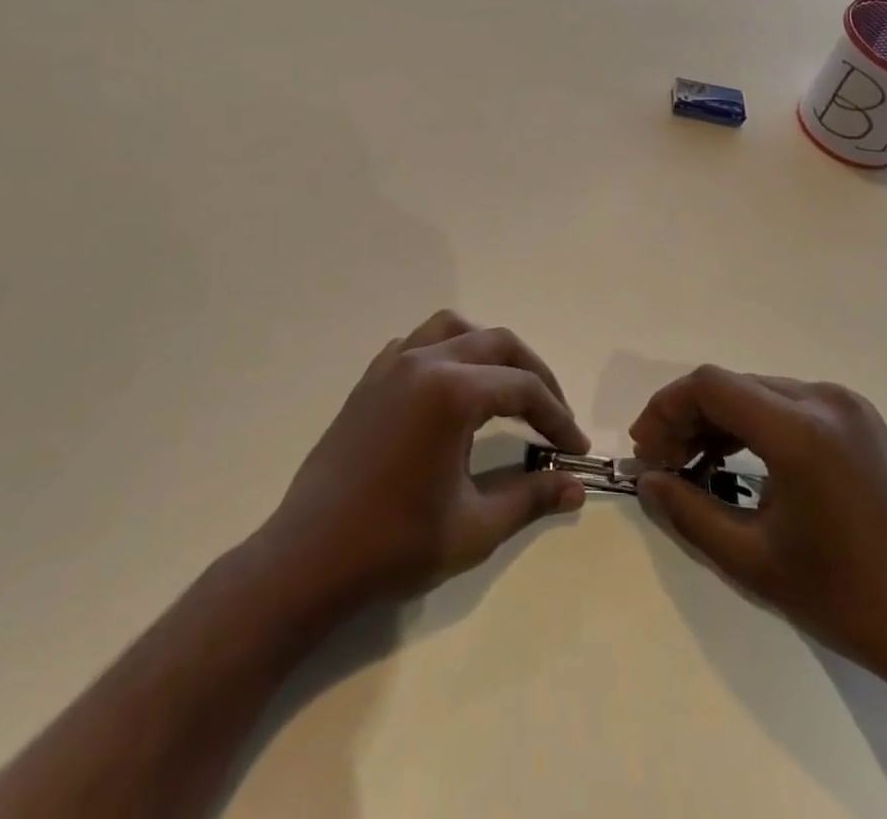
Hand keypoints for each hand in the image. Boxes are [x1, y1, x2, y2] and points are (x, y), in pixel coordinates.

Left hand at [255, 311, 590, 614]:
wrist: (309, 559)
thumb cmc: (395, 545)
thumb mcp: (475, 527)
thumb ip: (531, 497)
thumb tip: (577, 485)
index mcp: (452, 392)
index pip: (523, 389)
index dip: (557, 416)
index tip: (575, 448)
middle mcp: (424, 362)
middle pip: (497, 343)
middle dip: (534, 374)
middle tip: (553, 415)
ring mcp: (392, 365)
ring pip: (454, 328)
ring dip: (489, 350)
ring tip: (506, 388)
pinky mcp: (370, 379)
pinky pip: (417, 343)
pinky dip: (446, 352)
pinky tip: (451, 390)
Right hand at [631, 366, 886, 696]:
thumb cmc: (844, 598)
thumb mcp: (752, 561)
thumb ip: (688, 513)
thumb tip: (648, 482)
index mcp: (800, 429)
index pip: (711, 385)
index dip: (667, 408)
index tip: (646, 449)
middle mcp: (824, 400)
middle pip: (734, 386)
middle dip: (689, 417)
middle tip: (664, 462)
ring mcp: (848, 407)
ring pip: (760, 393)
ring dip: (720, 421)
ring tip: (694, 464)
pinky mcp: (860, 421)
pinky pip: (790, 405)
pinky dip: (755, 425)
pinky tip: (739, 461)